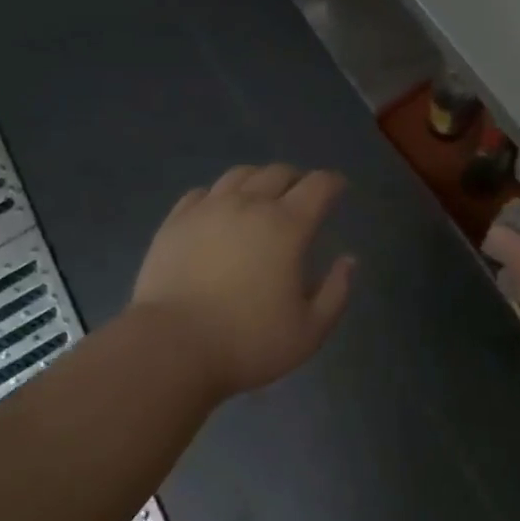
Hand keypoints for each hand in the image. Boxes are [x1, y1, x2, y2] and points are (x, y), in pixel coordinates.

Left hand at [131, 164, 354, 399]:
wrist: (171, 348)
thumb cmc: (247, 342)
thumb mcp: (309, 331)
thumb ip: (336, 292)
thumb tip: (348, 260)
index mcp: (286, 225)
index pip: (318, 186)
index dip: (333, 183)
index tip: (339, 189)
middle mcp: (249, 204)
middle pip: (279, 172)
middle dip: (297, 179)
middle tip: (302, 195)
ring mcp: (209, 208)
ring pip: (240, 175)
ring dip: (259, 179)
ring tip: (261, 196)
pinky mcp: (177, 220)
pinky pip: (203, 193)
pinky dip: (219, 195)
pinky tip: (219, 210)